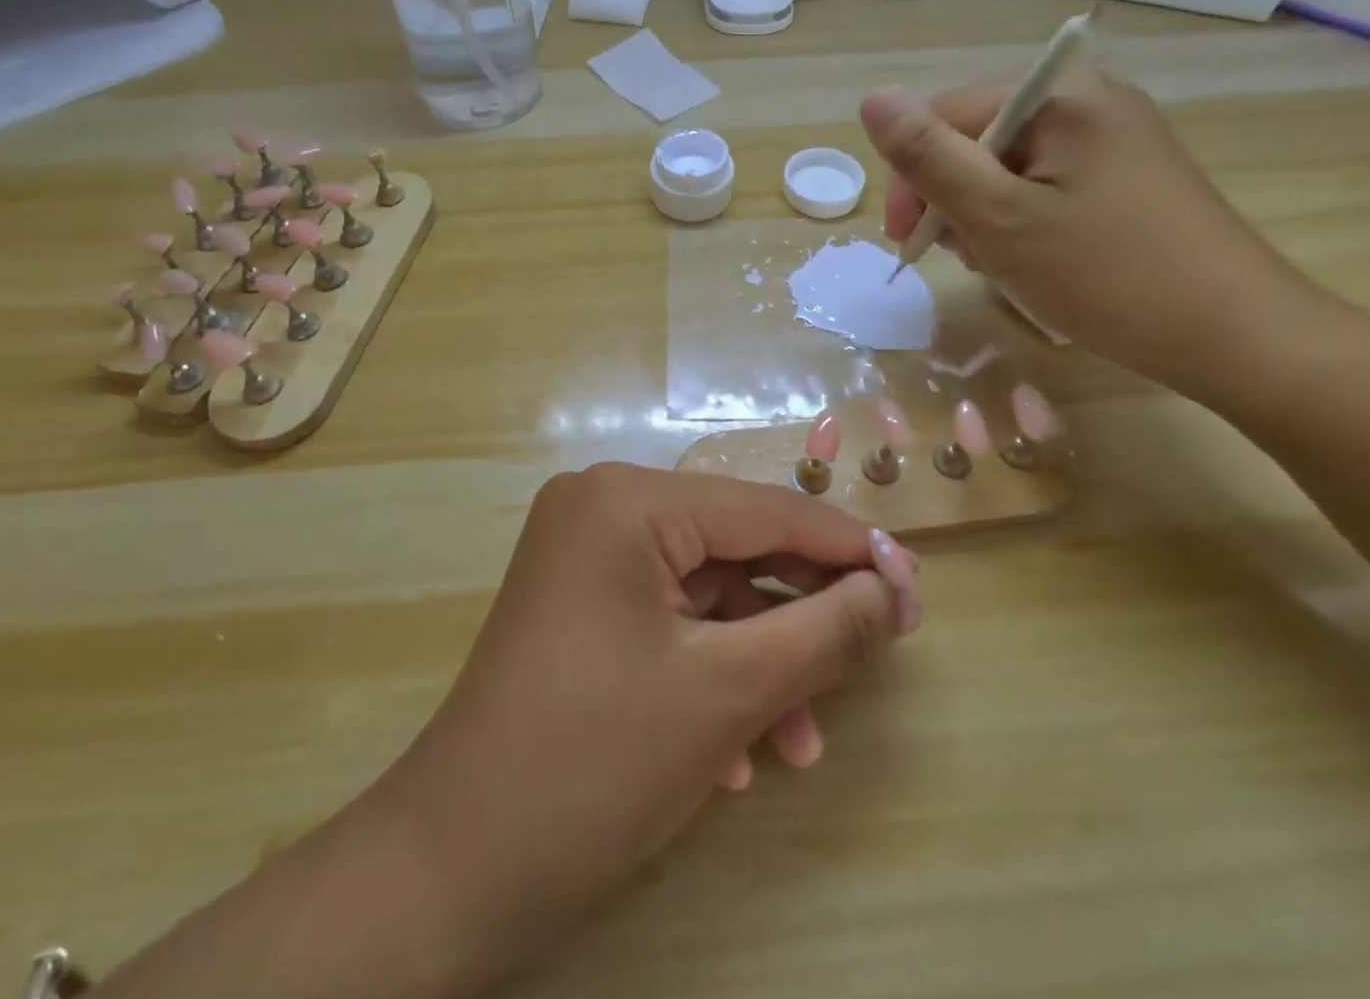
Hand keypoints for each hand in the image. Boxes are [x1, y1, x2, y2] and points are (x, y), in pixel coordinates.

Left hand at [379, 464, 919, 984]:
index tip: (916, 583)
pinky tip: (739, 753)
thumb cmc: (595, 763)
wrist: (453, 870)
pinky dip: (710, 673)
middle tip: (881, 644)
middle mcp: (602, 507)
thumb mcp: (729, 694)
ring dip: (759, 661)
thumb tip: (893, 590)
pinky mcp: (580, 604)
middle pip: (733, 547)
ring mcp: (585, 556)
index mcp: (627, 500)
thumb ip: (825, 631)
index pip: (762, 509)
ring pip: (705, 593)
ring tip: (801, 739)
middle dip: (803, 610)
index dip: (847, 547)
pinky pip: (668, 621)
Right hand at [860, 71, 1316, 396]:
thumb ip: (929, 156)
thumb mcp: (998, 217)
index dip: (914, 178)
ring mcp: (1115, 136)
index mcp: (1060, 94)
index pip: (945, 116)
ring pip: (1009, 167)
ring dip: (986, 216)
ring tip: (1004, 266)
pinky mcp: (1129, 173)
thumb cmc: (1106, 275)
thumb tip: (873, 98)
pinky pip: (1047, 184)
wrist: (1237, 336)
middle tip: (966, 260)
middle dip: (955, 200)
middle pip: (978, 139)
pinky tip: (1037, 260)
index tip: (908, 243)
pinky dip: (1024, 221)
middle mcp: (1090, 98)